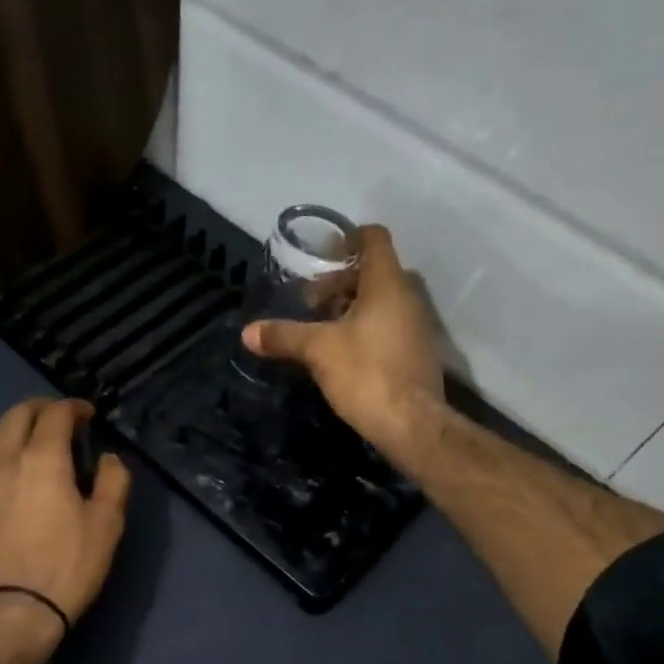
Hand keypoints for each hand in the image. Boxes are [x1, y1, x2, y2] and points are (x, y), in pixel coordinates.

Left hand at [0, 398, 131, 649]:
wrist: (15, 612)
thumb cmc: (69, 565)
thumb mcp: (108, 523)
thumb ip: (114, 481)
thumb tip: (108, 459)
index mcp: (43, 458)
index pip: (56, 414)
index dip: (74, 407)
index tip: (89, 414)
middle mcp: (6, 462)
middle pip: (14, 416)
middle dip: (38, 409)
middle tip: (58, 419)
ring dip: (6, 436)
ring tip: (25, 449)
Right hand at [241, 224, 446, 460]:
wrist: (411, 425)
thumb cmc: (366, 373)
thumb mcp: (317, 351)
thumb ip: (283, 336)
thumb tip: (246, 332)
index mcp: (387, 284)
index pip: (374, 238)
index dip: (347, 239)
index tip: (321, 256)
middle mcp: (407, 297)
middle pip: (373, 271)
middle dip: (340, 282)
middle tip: (311, 304)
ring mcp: (416, 326)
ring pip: (381, 301)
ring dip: (351, 308)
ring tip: (321, 330)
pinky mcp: (416, 352)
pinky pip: (389, 325)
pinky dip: (365, 328)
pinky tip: (342, 353)